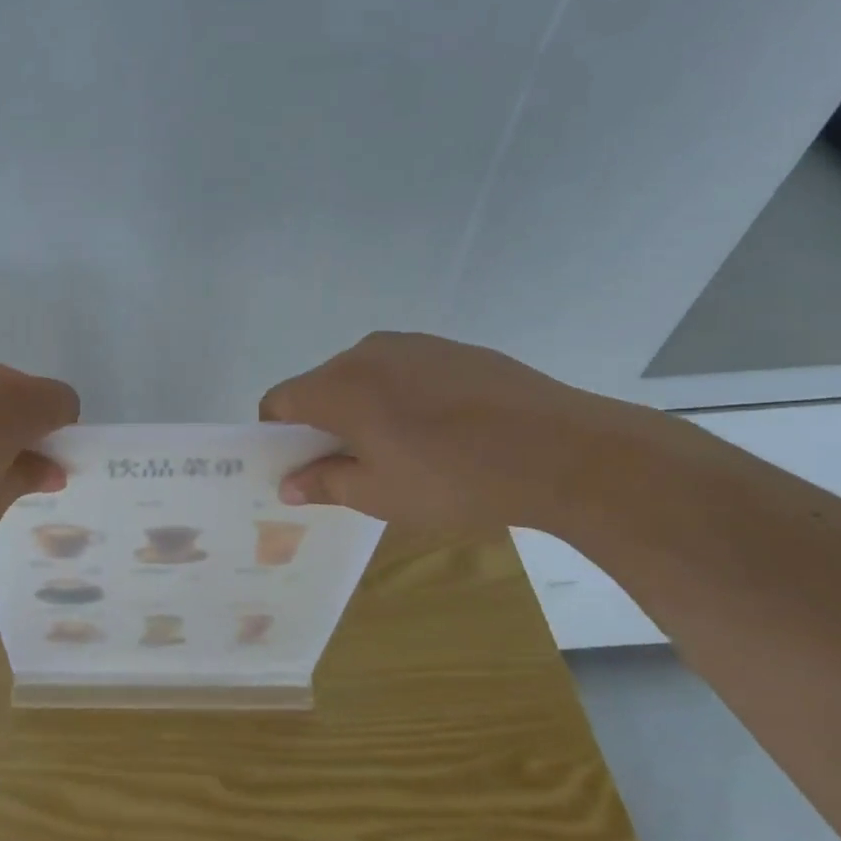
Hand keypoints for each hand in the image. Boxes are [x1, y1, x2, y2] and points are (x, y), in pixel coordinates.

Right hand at [259, 332, 656, 537]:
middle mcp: (367, 353)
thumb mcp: (379, 495)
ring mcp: (413, 344)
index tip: (302, 465)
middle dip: (323, 422)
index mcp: (339, 386)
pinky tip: (441, 430)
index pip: (280, 400)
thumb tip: (287, 485)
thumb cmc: (453, 479)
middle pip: (320, 385)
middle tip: (353, 465)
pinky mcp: (453, 348)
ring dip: (364, 408)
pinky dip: (402, 396)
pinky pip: (404, 370)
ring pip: (364, 376)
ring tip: (402, 449)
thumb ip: (323, 484)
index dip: (278, 434)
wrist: (562, 451)